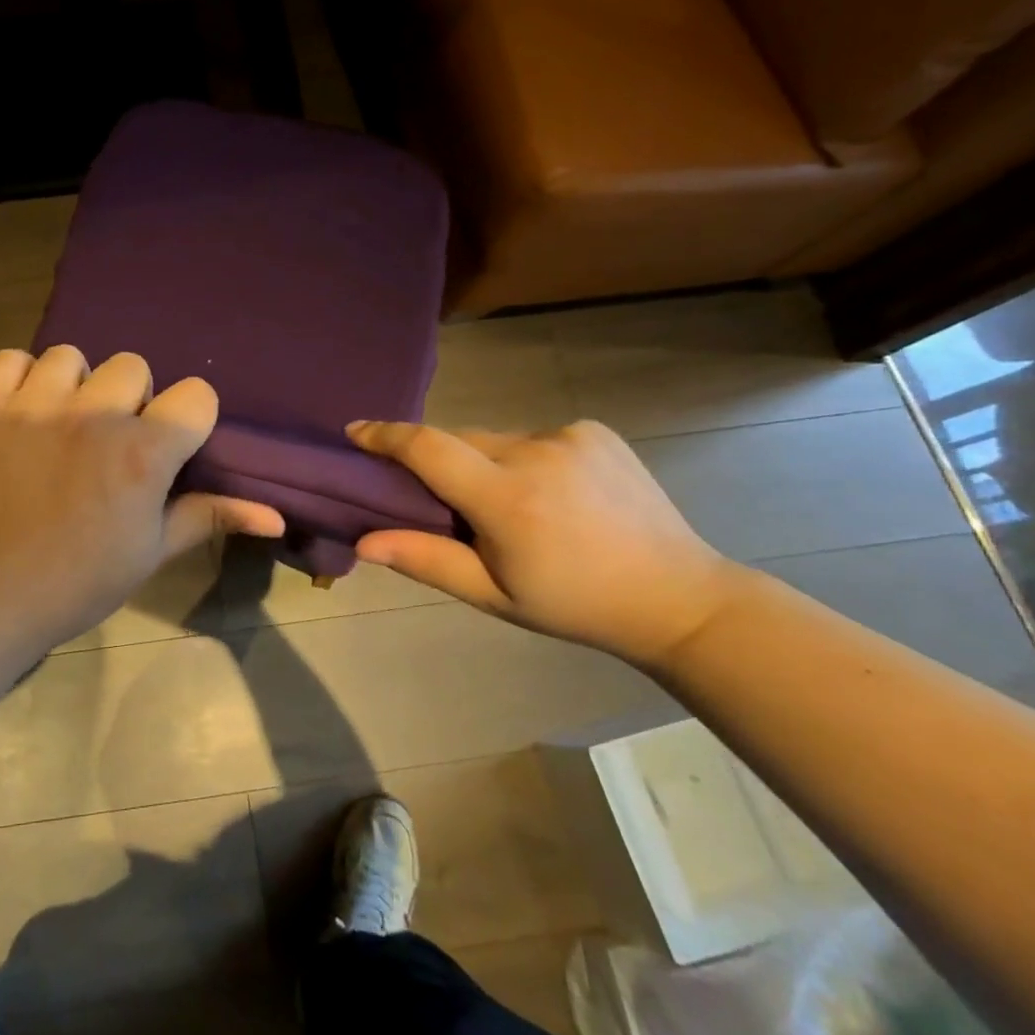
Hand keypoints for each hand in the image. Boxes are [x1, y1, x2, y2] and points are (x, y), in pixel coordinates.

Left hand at [0, 346, 285, 647]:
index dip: (188, 419)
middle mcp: (93, 415)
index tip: (169, 445)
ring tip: (59, 425)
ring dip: (74, 386)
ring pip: (71, 357)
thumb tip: (277, 516)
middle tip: (107, 442)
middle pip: (132, 366)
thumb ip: (208, 516)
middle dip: (129, 400)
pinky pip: (12, 359)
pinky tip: (19, 413)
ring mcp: (33, 404)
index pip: (196, 395)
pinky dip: (19, 379)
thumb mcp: (149, 553)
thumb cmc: (74, 583)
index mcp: (142, 453)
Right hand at [347, 419, 745, 667]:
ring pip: (497, 439)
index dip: (385, 435)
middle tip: (447, 503)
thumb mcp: (494, 594)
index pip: (427, 448)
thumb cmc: (575, 605)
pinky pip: (534, 436)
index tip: (355, 431)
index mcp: (506, 499)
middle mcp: (535, 453)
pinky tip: (553, 493)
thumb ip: (426, 560)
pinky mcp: (595, 430)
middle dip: (442, 463)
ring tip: (513, 507)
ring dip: (487, 463)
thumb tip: (363, 542)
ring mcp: (570, 436)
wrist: (679, 598)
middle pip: (460, 441)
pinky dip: (526, 458)